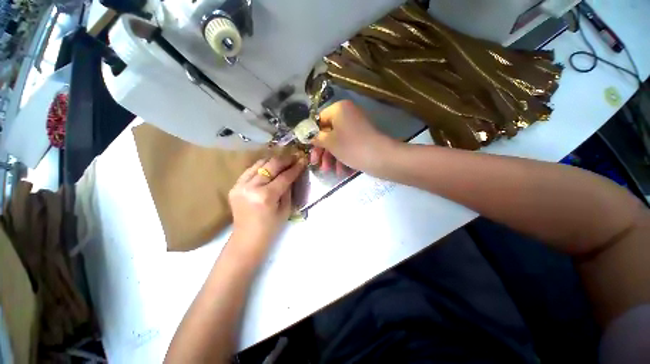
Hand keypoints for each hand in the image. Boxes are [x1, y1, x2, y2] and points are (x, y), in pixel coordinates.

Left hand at [228, 155, 306, 259]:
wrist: (247, 238)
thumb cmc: (271, 227)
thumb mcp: (286, 209)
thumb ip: (288, 189)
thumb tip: (292, 173)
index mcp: (266, 196)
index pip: (284, 176)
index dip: (295, 168)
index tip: (303, 160)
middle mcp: (251, 187)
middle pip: (270, 166)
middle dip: (285, 160)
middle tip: (294, 156)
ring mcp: (239, 185)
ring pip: (259, 164)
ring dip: (273, 160)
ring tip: (283, 160)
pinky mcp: (234, 186)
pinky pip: (250, 170)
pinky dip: (261, 167)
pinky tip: (269, 167)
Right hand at [312, 100, 394, 172]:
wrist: (380, 157)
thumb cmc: (351, 146)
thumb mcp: (329, 142)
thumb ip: (316, 138)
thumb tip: (309, 136)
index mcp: (339, 109)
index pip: (319, 120)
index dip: (312, 135)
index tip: (308, 148)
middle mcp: (348, 114)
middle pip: (328, 132)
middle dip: (322, 150)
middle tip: (316, 163)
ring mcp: (356, 127)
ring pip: (338, 141)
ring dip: (331, 157)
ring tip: (328, 171)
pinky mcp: (362, 138)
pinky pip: (348, 145)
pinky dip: (342, 157)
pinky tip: (341, 171)